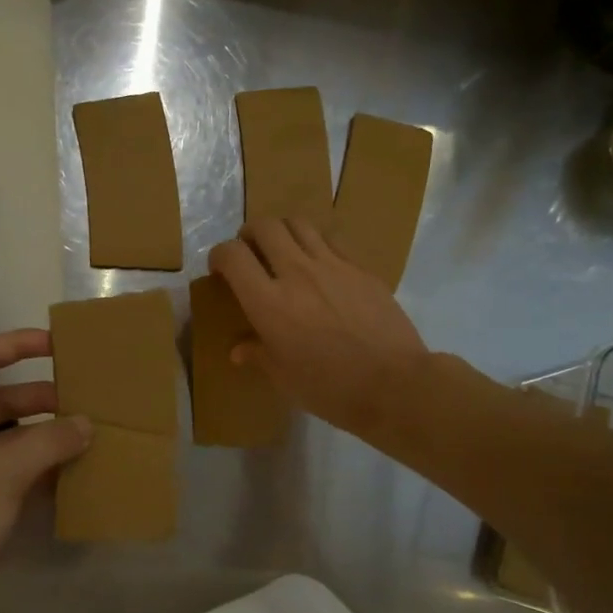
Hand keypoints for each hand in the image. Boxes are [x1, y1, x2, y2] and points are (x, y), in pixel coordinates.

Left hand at [0, 329, 89, 612]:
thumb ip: (47, 442)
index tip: (57, 344)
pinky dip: (43, 467)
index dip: (14, 345)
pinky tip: (78, 469)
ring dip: (46, 434)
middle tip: (88, 398)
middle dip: (41, 398)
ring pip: (10, 438)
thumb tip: (86, 424)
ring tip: (91, 432)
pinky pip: (14, 470)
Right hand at [209, 218, 429, 440]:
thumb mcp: (284, 377)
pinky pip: (331, 239)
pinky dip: (315, 242)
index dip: (220, 256)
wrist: (393, 383)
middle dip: (249, 235)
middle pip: (264, 227)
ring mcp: (332, 266)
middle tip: (250, 254)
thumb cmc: (329, 388)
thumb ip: (258, 354)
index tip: (220, 270)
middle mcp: (296, 273)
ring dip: (282, 231)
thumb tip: (239, 349)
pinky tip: (319, 264)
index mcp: (268, 303)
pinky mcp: (360, 268)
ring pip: (298, 223)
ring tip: (283, 251)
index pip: (233, 256)